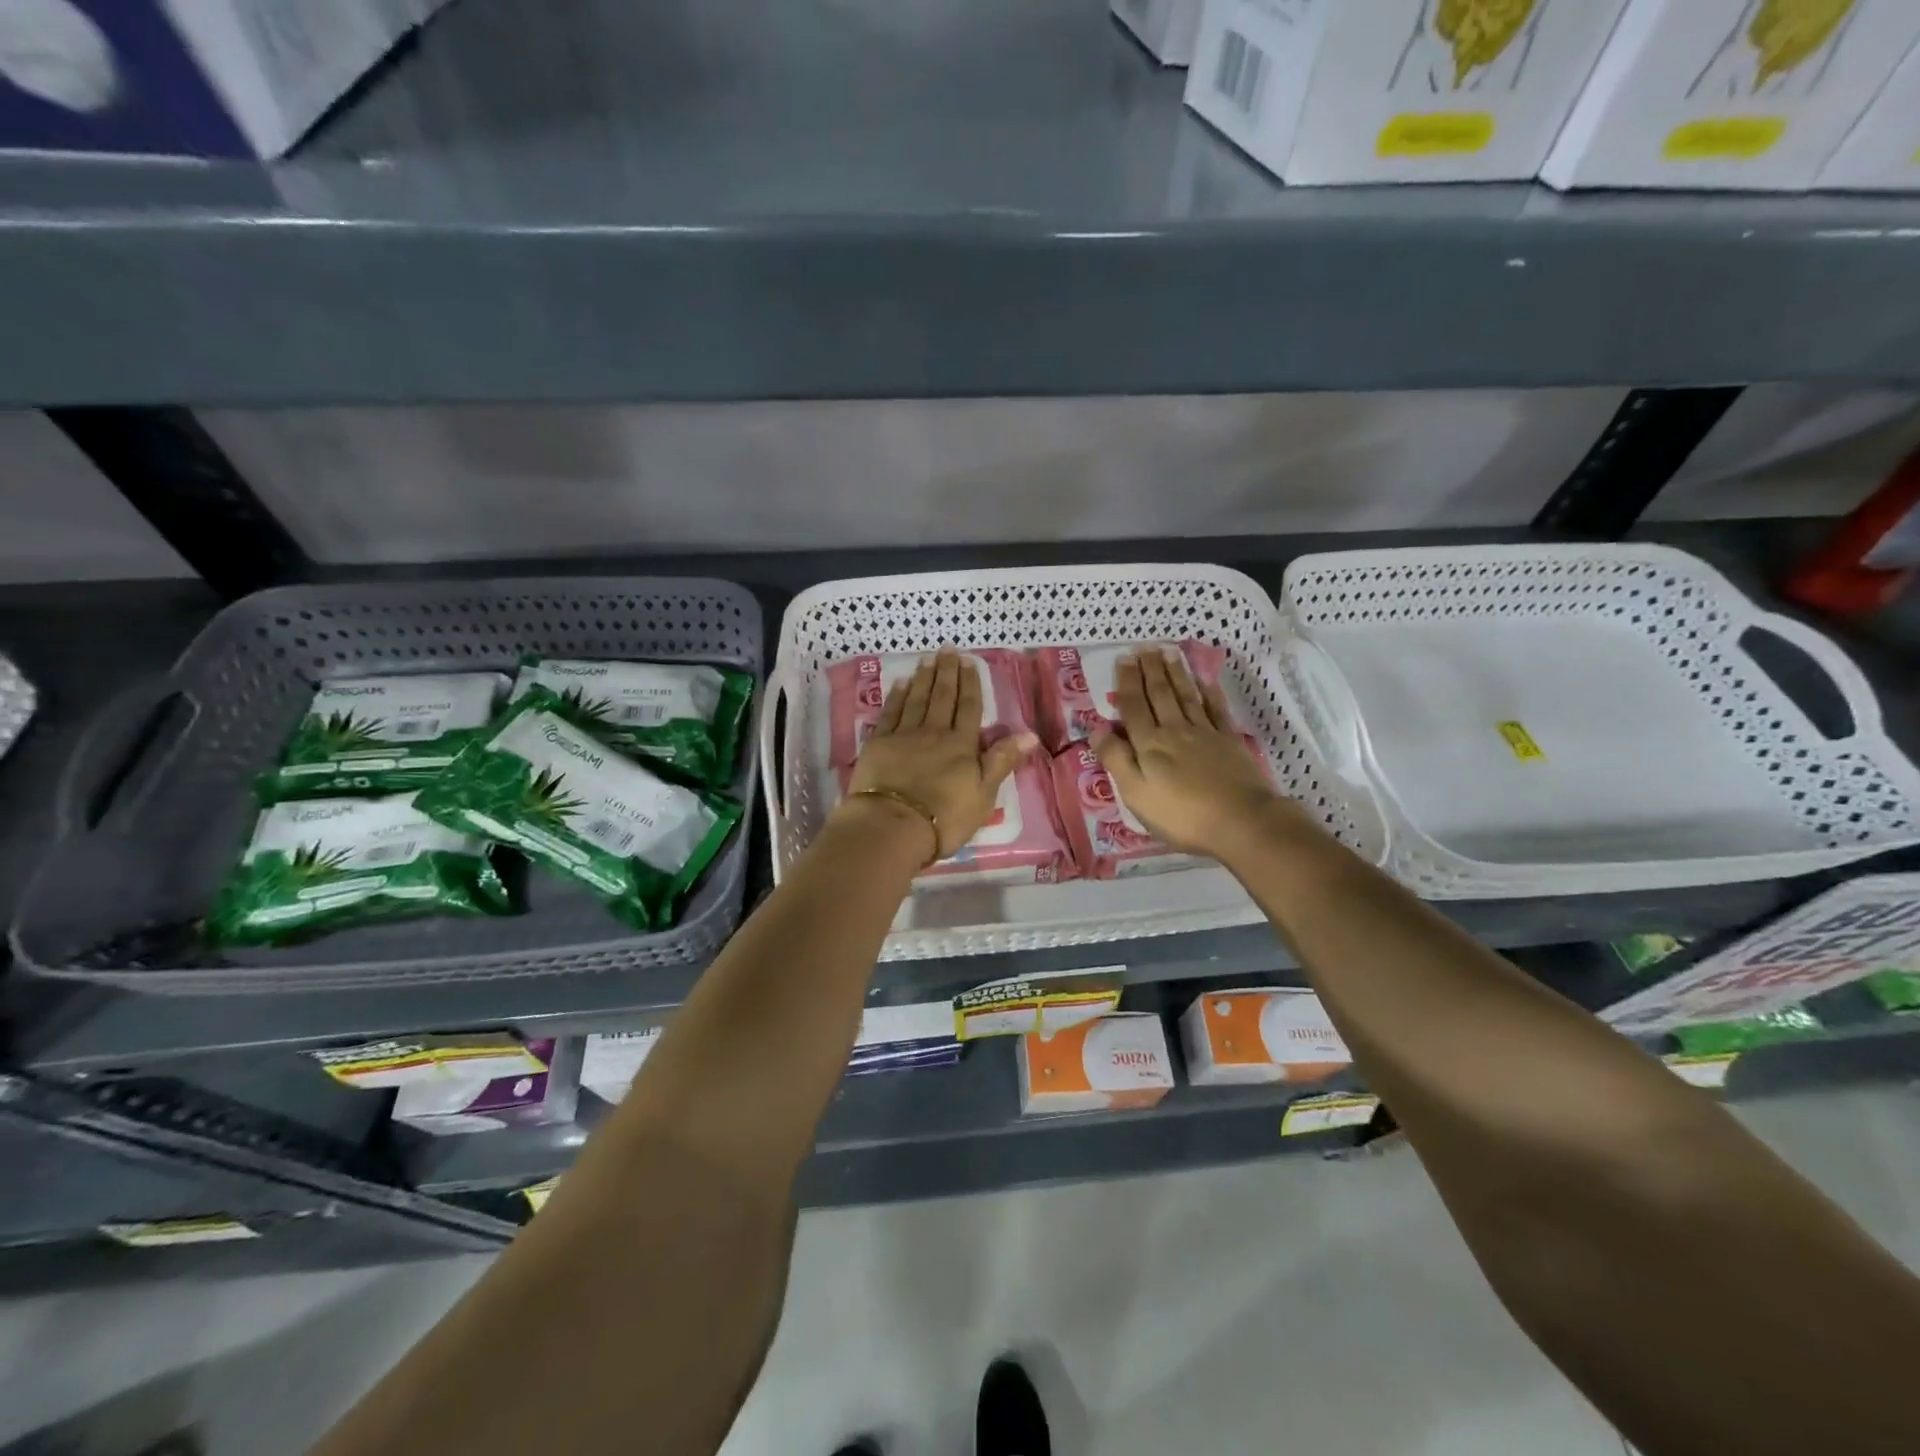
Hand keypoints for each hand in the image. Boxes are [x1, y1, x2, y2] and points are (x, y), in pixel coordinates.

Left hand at [841, 648, 1037, 861]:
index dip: (971, 684)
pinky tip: (900, 683)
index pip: (969, 708)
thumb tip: (1029, 734)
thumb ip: (1002, 761)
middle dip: (947, 672)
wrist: (893, 825)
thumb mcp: (984, 795)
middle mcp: (934, 733)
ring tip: (927, 658)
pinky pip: (890, 713)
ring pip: (917, 699)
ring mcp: (904, 736)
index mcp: (962, 746)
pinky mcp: (878, 744)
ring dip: (923, 678)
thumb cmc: (944, 818)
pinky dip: (896, 696)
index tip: (969, 662)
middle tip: (948, 649)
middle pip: (942, 697)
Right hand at [1091, 650, 1307, 859]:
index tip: (1124, 658)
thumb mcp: (1136, 793)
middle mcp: (1175, 730)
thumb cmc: (1181, 815)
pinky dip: (1209, 693)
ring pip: (1187, 696)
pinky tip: (1205, 681)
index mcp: (1149, 744)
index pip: (1134, 707)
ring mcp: (1206, 733)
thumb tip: (1097, 729)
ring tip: (1169, 653)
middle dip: (1151, 670)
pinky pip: (1216, 710)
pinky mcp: (1230, 742)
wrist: (1240, 821)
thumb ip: (1116, 759)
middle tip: (1145, 647)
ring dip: (1176, 674)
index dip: (1127, 682)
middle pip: (1160, 695)